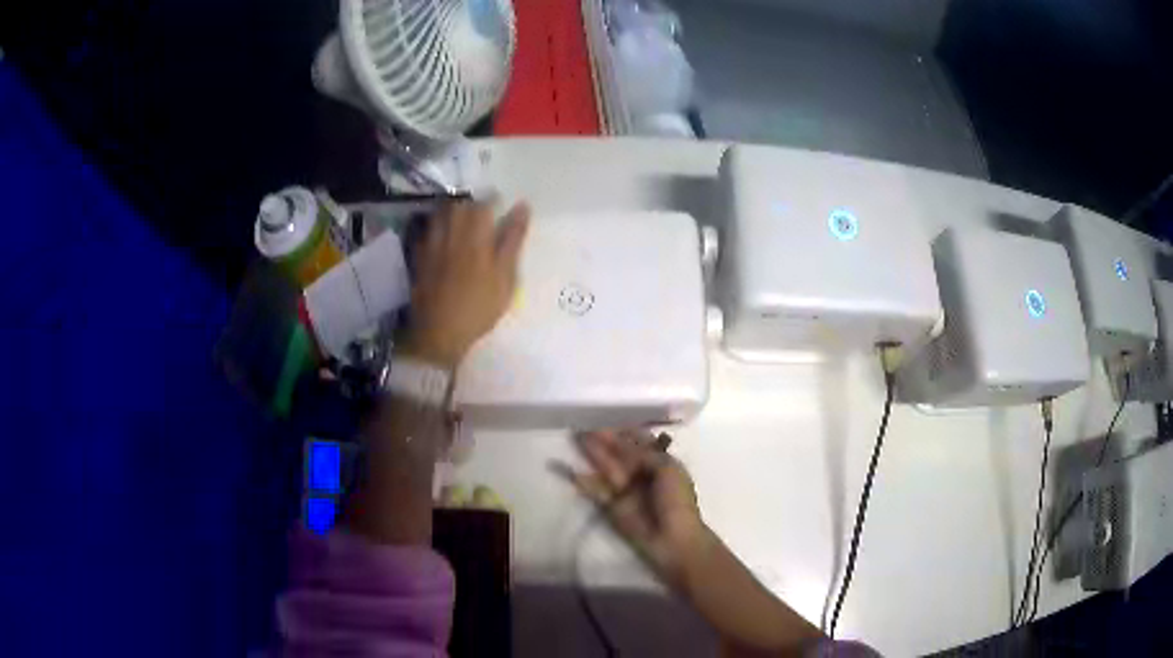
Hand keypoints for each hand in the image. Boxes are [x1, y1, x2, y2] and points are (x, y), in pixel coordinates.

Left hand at [401, 201, 529, 368]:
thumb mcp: (505, 277)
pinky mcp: (420, 259)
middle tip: (482, 212)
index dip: (493, 201)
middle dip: (471, 203)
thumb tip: (522, 207)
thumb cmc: (479, 307)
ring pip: (439, 215)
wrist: (440, 333)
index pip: (484, 204)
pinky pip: (425, 233)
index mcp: (475, 237)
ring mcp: (432, 246)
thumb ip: (513, 240)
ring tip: (462, 220)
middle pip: (458, 206)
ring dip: (452, 212)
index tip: (502, 204)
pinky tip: (442, 237)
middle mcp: (451, 235)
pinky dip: (435, 228)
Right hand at [558, 430, 711, 587]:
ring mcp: (627, 490)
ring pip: (607, 468)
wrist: (673, 539)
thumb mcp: (668, 470)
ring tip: (576, 438)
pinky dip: (585, 482)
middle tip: (584, 425)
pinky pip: (597, 491)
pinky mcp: (613, 507)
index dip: (626, 431)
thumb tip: (625, 445)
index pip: (642, 442)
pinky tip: (571, 471)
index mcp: (661, 463)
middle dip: (605, 439)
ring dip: (593, 454)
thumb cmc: (676, 502)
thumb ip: (646, 455)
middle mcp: (643, 474)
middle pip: (621, 452)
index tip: (609, 418)